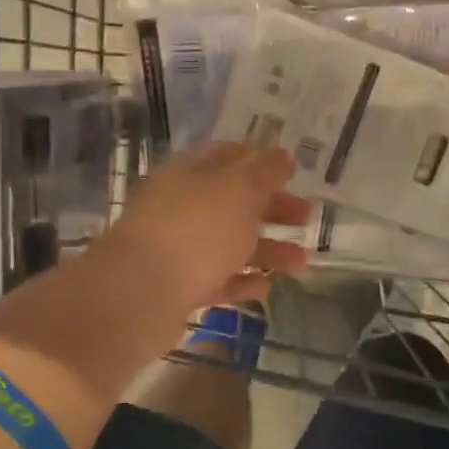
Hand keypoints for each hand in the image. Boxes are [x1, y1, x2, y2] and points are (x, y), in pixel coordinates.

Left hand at [100, 142, 311, 316]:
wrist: (141, 293)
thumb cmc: (196, 229)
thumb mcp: (239, 191)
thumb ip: (265, 172)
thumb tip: (282, 156)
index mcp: (189, 174)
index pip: (225, 156)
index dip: (258, 160)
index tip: (289, 171)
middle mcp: (180, 207)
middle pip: (232, 203)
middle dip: (272, 209)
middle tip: (307, 216)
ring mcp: (177, 249)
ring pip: (229, 244)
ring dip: (267, 250)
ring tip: (301, 263)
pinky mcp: (178, 287)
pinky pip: (217, 280)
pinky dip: (242, 281)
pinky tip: (267, 287)